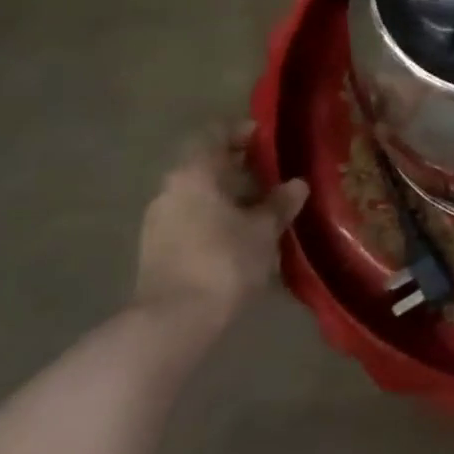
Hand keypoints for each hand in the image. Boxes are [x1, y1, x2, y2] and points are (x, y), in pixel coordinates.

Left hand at [136, 123, 307, 335]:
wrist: (173, 322)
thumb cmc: (223, 261)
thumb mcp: (263, 230)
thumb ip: (280, 203)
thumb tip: (297, 184)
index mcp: (194, 173)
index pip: (215, 134)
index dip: (241, 131)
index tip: (267, 138)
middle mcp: (170, 188)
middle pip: (206, 164)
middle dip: (239, 167)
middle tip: (274, 175)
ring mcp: (158, 220)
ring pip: (198, 194)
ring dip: (228, 195)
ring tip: (262, 208)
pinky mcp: (157, 248)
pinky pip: (191, 218)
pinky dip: (215, 217)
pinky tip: (240, 235)